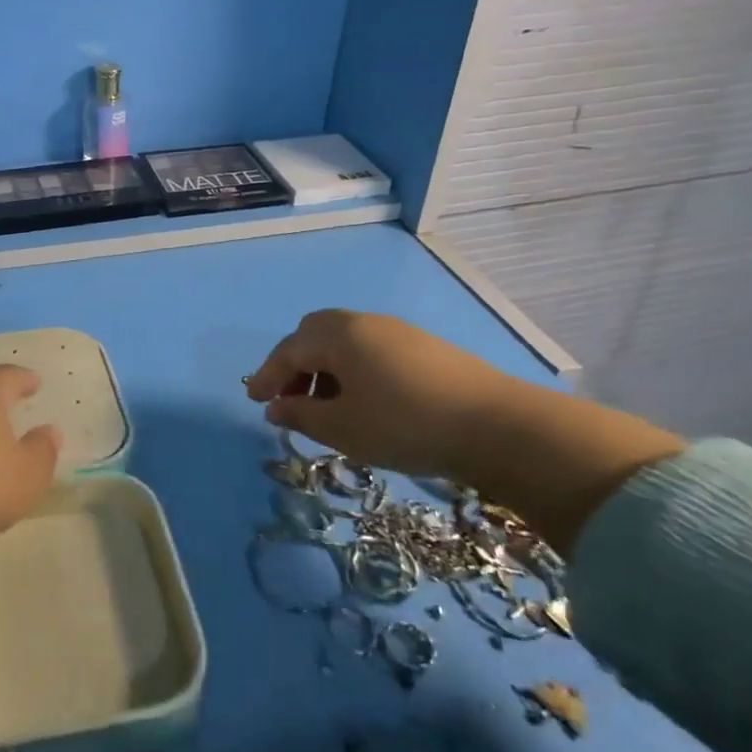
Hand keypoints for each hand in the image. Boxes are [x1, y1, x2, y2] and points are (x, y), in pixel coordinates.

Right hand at [245, 309, 683, 550]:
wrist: (497, 425)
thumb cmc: (404, 425)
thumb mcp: (342, 428)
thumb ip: (300, 415)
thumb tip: (274, 407)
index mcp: (337, 336)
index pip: (288, 350)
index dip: (267, 376)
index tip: (254, 401)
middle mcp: (363, 323)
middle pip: (313, 335)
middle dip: (294, 365)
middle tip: (288, 399)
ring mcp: (396, 331)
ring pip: (343, 342)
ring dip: (324, 368)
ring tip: (325, 407)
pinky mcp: (422, 346)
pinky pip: (369, 349)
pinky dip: (352, 369)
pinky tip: (363, 400)